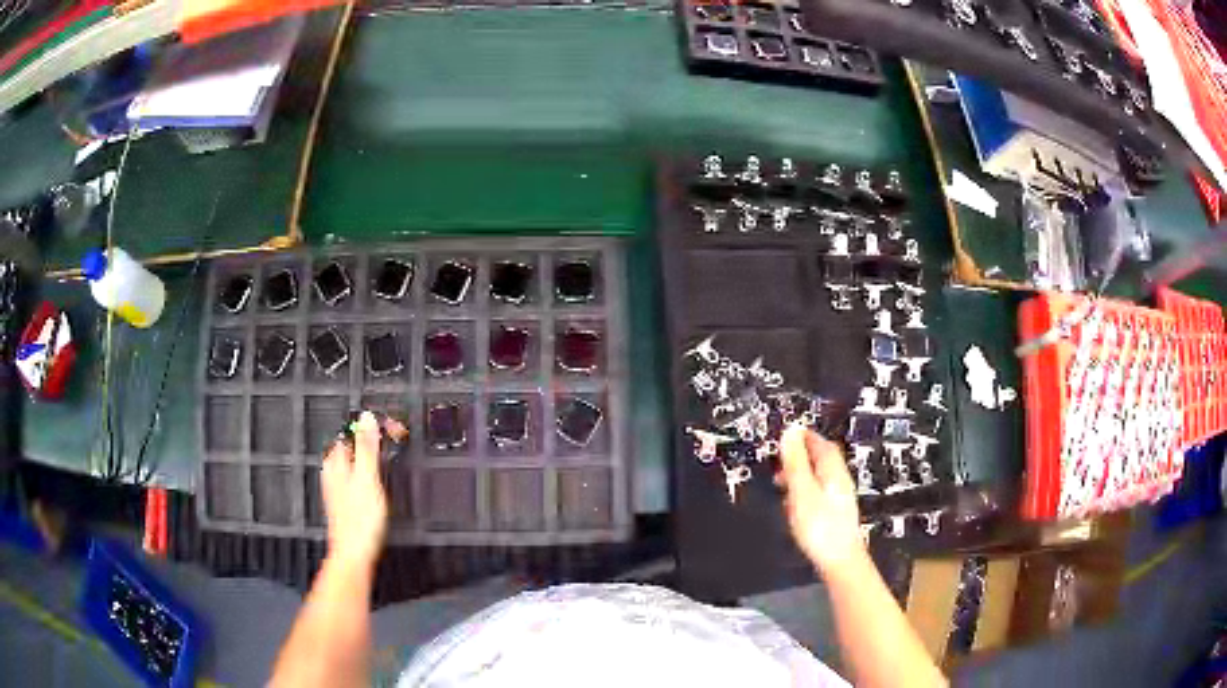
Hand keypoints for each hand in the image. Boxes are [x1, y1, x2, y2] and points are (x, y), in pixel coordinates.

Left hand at [321, 412, 387, 568]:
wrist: (353, 553)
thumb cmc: (359, 519)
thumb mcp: (367, 478)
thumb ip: (366, 447)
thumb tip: (366, 418)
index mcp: (336, 463)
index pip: (346, 434)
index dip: (364, 427)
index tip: (382, 425)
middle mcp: (332, 473)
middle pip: (345, 448)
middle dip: (361, 441)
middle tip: (382, 438)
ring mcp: (335, 489)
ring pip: (347, 464)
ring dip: (362, 458)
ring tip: (378, 456)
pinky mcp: (342, 503)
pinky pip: (350, 479)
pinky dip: (361, 475)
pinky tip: (369, 483)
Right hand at [777, 425, 864, 575]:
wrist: (840, 561)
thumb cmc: (822, 529)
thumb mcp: (802, 491)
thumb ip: (796, 463)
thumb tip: (790, 434)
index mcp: (833, 472)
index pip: (821, 443)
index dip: (804, 436)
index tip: (788, 433)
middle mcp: (839, 482)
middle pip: (822, 459)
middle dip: (802, 454)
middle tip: (783, 455)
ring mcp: (839, 499)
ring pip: (820, 477)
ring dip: (801, 474)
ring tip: (783, 480)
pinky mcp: (835, 515)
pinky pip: (819, 494)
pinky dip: (804, 492)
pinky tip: (794, 505)